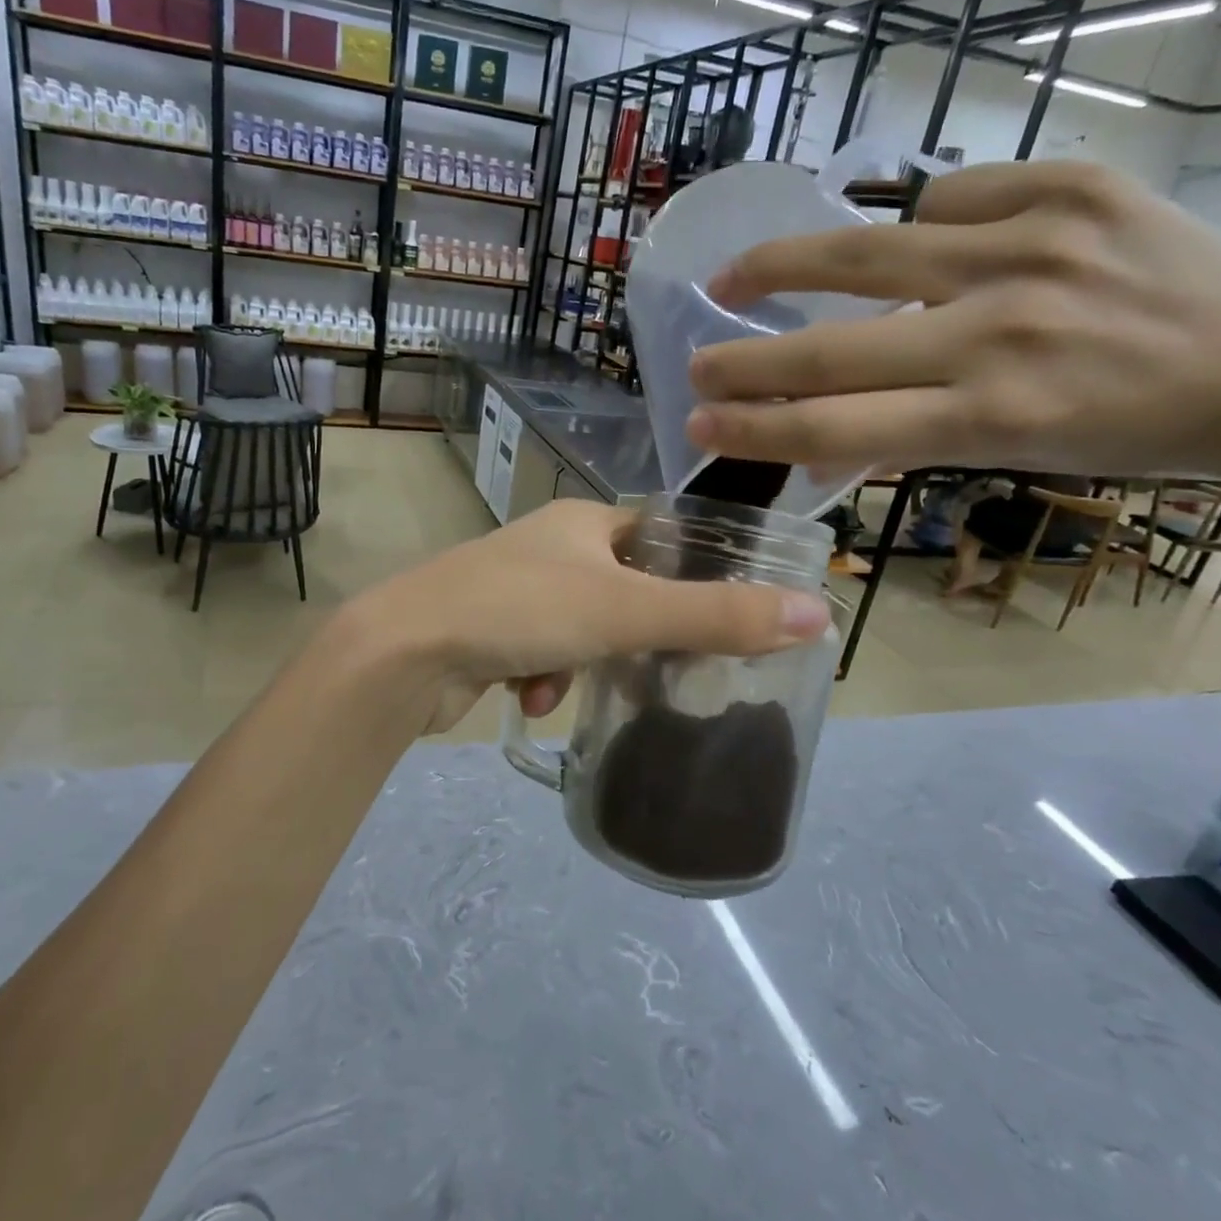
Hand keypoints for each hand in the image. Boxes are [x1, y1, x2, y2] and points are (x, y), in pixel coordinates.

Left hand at [341, 500, 830, 732]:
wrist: (404, 651)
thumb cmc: (521, 611)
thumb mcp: (628, 612)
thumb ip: (718, 616)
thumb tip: (817, 613)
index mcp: (581, 523)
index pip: (657, 535)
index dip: (691, 571)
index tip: (718, 615)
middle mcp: (547, 547)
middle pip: (621, 588)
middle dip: (636, 634)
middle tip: (661, 669)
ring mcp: (513, 588)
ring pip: (581, 628)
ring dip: (585, 664)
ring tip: (568, 685)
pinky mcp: (487, 629)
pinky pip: (540, 653)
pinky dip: (544, 678)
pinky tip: (529, 697)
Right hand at [686, 161, 1220, 483]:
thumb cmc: (1122, 434)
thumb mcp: (1006, 460)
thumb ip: (900, 444)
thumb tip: (806, 450)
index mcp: (988, 417)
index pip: (835, 428)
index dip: (754, 428)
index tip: (700, 422)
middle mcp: (999, 334)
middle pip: (830, 349)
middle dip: (745, 360)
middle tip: (694, 362)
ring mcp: (1031, 250)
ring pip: (866, 253)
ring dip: (782, 266)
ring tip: (735, 274)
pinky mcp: (1066, 189)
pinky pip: (947, 199)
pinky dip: (912, 223)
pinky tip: (906, 239)